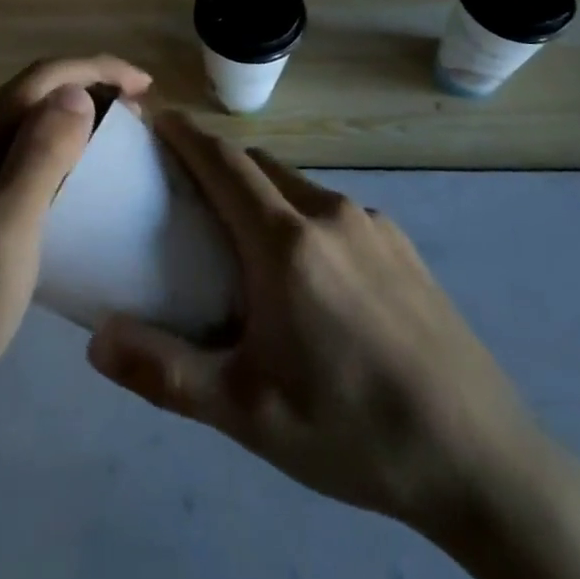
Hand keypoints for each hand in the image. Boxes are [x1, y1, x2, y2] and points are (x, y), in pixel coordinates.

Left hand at [0, 56, 151, 409]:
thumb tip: (78, 91)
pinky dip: (68, 152)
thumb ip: (42, 152)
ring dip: (82, 119)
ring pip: (36, 125)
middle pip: (38, 94)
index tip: (148, 87)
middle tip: (142, 115)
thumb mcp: (8, 221)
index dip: (97, 69)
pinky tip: (89, 177)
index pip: (41, 77)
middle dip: (93, 89)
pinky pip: (32, 158)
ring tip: (124, 138)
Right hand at [86, 112, 546, 551]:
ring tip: (243, 237)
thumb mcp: (245, 412)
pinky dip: (301, 216)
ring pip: (300, 186)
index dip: (187, 134)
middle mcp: (330, 214)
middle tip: (185, 189)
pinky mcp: (404, 247)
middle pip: (261, 165)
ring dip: (262, 192)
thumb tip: (96, 340)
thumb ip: (165, 372)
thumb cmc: (351, 430)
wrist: (482, 459)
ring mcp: (374, 226)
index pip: (224, 162)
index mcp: (286, 242)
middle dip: (219, 162)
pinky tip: (309, 274)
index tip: (157, 118)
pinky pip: (335, 211)